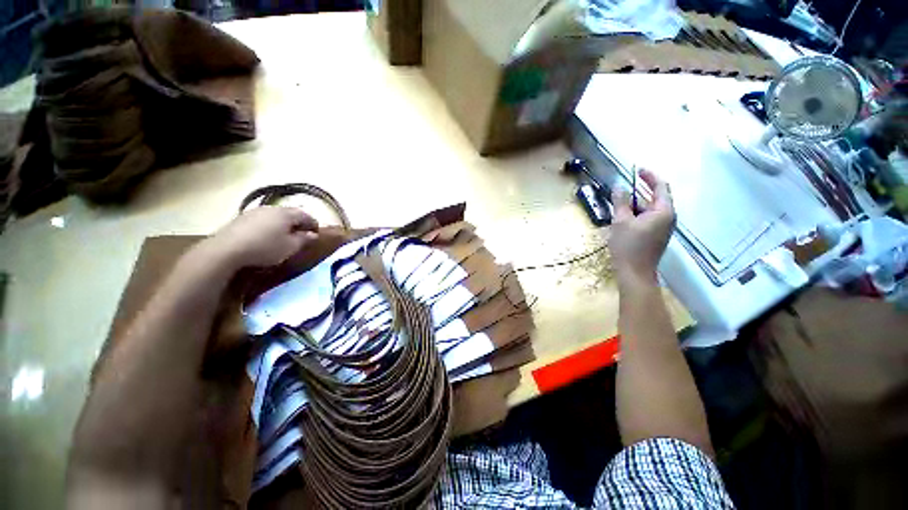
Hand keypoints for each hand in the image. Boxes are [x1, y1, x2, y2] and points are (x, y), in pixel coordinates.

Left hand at [202, 206, 319, 270]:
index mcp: (286, 213)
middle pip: (291, 213)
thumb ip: (304, 239)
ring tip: (285, 235)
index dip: (314, 224)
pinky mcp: (243, 217)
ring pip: (276, 215)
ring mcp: (256, 211)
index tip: (317, 233)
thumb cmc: (265, 247)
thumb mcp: (290, 247)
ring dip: (284, 223)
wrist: (227, 249)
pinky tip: (267, 236)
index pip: (306, 215)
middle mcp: (272, 208)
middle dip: (299, 222)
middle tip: (303, 234)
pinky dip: (271, 225)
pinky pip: (264, 219)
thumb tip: (314, 234)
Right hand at [610, 169, 675, 285]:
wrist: (634, 272)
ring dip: (637, 203)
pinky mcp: (657, 236)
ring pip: (652, 209)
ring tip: (620, 202)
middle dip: (641, 191)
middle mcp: (668, 217)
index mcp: (663, 211)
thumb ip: (620, 202)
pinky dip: (638, 213)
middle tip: (625, 186)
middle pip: (657, 197)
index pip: (661, 187)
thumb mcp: (621, 221)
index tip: (637, 170)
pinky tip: (625, 216)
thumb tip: (618, 186)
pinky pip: (649, 218)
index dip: (650, 176)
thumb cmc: (628, 246)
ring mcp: (664, 228)